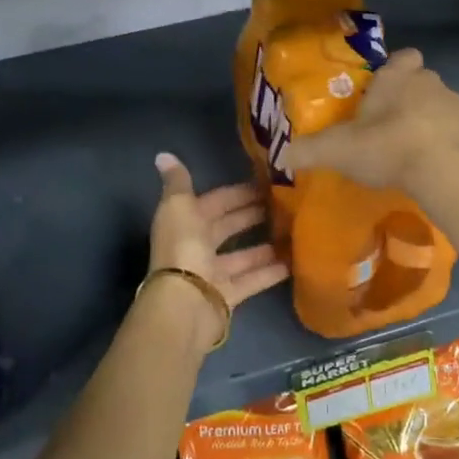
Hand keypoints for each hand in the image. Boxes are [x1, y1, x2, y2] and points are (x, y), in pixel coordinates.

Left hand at [147, 153, 288, 351]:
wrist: (183, 303)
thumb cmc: (183, 248)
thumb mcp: (178, 207)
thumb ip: (178, 181)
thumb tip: (163, 154)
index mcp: (186, 222)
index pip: (216, 202)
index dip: (239, 193)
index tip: (268, 183)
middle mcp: (198, 246)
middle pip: (229, 227)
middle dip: (254, 215)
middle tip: (287, 204)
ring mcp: (213, 273)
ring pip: (243, 255)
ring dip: (266, 245)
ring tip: (295, 231)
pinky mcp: (227, 296)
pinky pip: (252, 280)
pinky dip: (270, 272)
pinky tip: (294, 262)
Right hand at [277, 48, 458, 193]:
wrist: (446, 172)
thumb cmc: (388, 146)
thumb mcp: (338, 150)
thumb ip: (309, 150)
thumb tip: (283, 155)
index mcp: (399, 77)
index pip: (403, 57)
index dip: (395, 69)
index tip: (383, 90)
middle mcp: (432, 82)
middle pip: (422, 83)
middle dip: (409, 100)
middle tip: (390, 129)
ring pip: (443, 107)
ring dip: (431, 123)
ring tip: (414, 153)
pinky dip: (451, 146)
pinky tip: (438, 168)